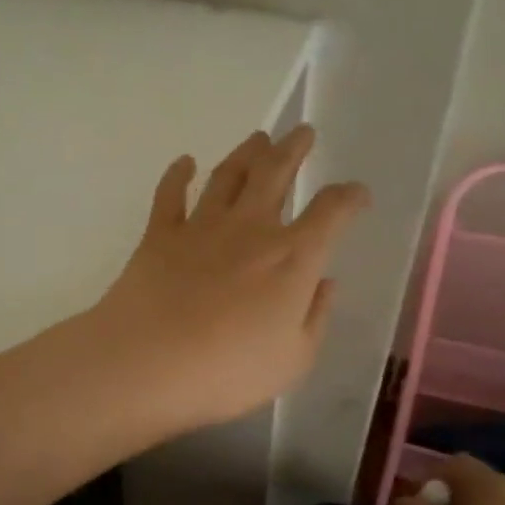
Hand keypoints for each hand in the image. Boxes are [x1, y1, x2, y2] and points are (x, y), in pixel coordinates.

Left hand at [87, 125, 367, 431]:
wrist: (147, 364)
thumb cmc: (229, 371)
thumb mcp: (293, 359)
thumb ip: (315, 316)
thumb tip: (325, 282)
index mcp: (292, 258)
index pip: (331, 212)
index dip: (349, 197)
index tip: (357, 194)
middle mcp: (251, 229)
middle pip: (276, 174)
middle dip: (293, 149)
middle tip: (302, 132)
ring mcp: (202, 226)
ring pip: (228, 175)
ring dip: (246, 152)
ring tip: (258, 138)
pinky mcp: (160, 234)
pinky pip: (170, 194)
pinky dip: (177, 173)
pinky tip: (184, 162)